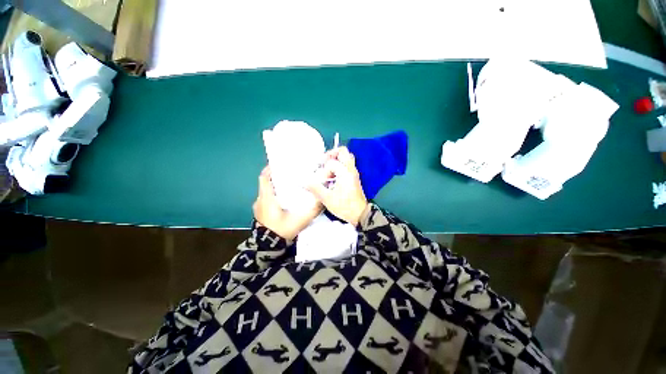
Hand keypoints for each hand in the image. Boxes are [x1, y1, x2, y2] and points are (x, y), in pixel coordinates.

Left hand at [253, 166, 321, 240]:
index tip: (281, 164)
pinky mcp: (260, 213)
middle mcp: (260, 200)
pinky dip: (273, 196)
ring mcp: (259, 207)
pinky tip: (284, 200)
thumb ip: (313, 210)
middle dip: (276, 177)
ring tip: (288, 186)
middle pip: (266, 183)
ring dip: (275, 187)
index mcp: (267, 198)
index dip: (271, 169)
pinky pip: (266, 199)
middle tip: (290, 175)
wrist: (268, 248)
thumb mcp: (301, 220)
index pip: (264, 177)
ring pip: (266, 191)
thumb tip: (323, 199)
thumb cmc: (282, 230)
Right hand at [308, 147, 367, 225]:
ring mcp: (353, 173)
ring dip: (335, 160)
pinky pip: (347, 165)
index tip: (322, 181)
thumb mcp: (327, 198)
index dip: (323, 171)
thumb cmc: (344, 206)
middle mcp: (351, 169)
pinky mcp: (354, 178)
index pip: (331, 163)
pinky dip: (339, 166)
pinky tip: (332, 177)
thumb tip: (304, 182)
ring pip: (346, 158)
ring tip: (326, 169)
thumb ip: (315, 188)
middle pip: (343, 152)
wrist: (360, 214)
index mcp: (345, 172)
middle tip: (323, 162)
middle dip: (331, 154)